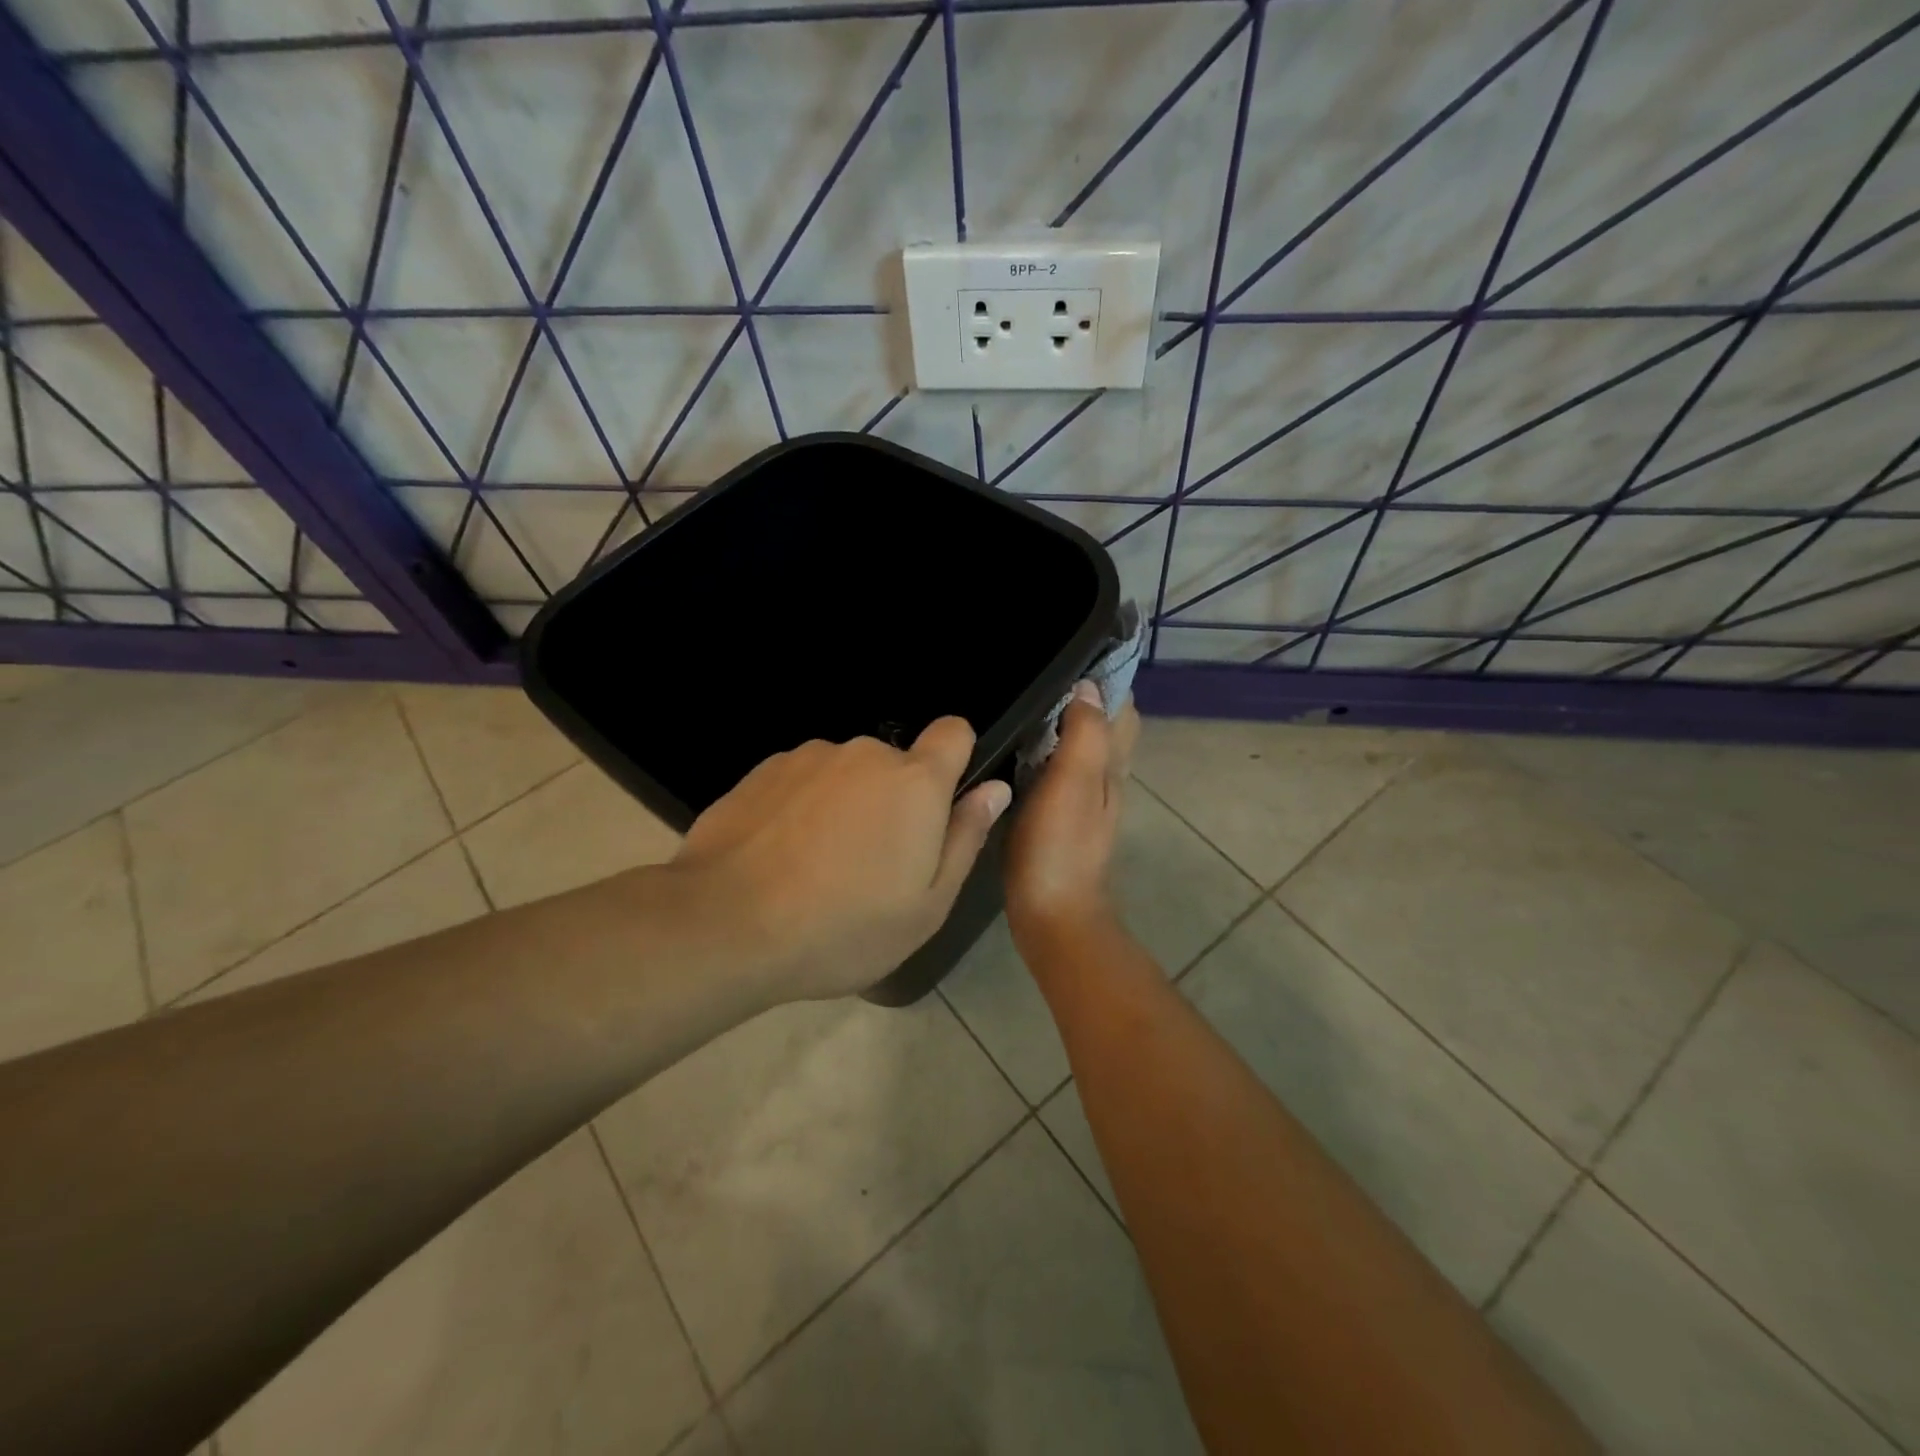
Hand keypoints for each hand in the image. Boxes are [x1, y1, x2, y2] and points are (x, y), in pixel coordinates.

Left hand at [671, 718, 1011, 1001]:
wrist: (726, 926)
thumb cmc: (844, 927)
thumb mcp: (926, 906)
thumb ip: (966, 838)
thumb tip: (995, 789)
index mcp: (914, 782)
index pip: (954, 731)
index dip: (956, 759)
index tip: (940, 804)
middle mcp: (863, 753)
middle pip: (896, 764)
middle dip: (893, 801)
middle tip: (871, 866)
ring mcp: (807, 757)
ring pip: (845, 774)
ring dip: (844, 805)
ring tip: (816, 867)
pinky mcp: (761, 771)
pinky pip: (801, 782)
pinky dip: (801, 809)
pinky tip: (777, 857)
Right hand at [1005, 682, 1139, 951]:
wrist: (1051, 913)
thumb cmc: (1060, 847)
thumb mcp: (1073, 784)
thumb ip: (1084, 735)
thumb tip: (1088, 686)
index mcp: (1111, 765)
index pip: (1122, 708)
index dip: (1107, 677)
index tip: (1073, 651)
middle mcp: (1104, 778)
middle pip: (1104, 725)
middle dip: (1083, 694)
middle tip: (1040, 671)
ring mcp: (1082, 800)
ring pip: (1080, 747)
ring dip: (1063, 722)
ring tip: (1024, 698)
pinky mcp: (1058, 817)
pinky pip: (1057, 770)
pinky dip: (1045, 750)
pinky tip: (1016, 748)